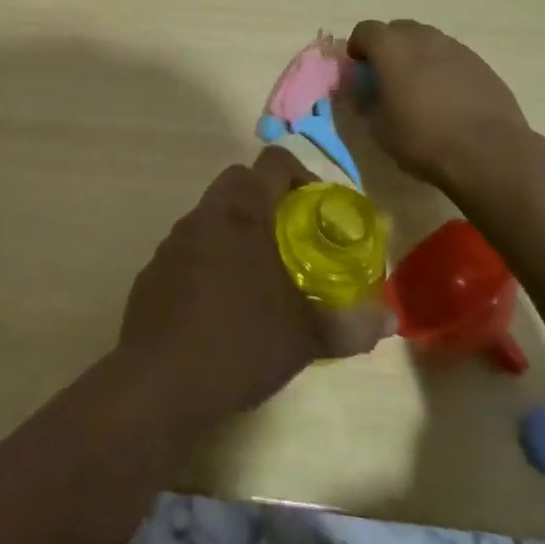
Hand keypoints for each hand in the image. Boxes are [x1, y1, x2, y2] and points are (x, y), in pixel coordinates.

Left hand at [118, 147, 391, 428]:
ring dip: (238, 231)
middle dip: (269, 200)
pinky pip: (190, 248)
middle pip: (239, 182)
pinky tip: (223, 306)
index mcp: (242, 213)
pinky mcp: (154, 269)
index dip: (301, 174)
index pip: (273, 161)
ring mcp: (174, 241)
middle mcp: (205, 215)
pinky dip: (211, 259)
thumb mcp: (304, 338)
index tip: (318, 209)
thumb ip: (349, 324)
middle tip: (294, 241)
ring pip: (212, 215)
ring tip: (262, 278)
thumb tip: (390, 317)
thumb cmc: (238, 344)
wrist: (157, 382)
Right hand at [347, 19, 530, 187]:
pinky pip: (453, 57)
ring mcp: (457, 48)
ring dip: (418, 56)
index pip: (365, 30)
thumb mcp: (378, 127)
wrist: (489, 153)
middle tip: (388, 77)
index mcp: (391, 48)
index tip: (359, 69)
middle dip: (389, 47)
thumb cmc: (423, 138)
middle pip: (398, 29)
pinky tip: (448, 98)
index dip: (358, 47)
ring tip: (419, 87)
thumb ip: (364, 101)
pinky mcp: (482, 64)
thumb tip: (359, 90)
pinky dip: (443, 68)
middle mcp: (423, 38)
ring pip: (428, 41)